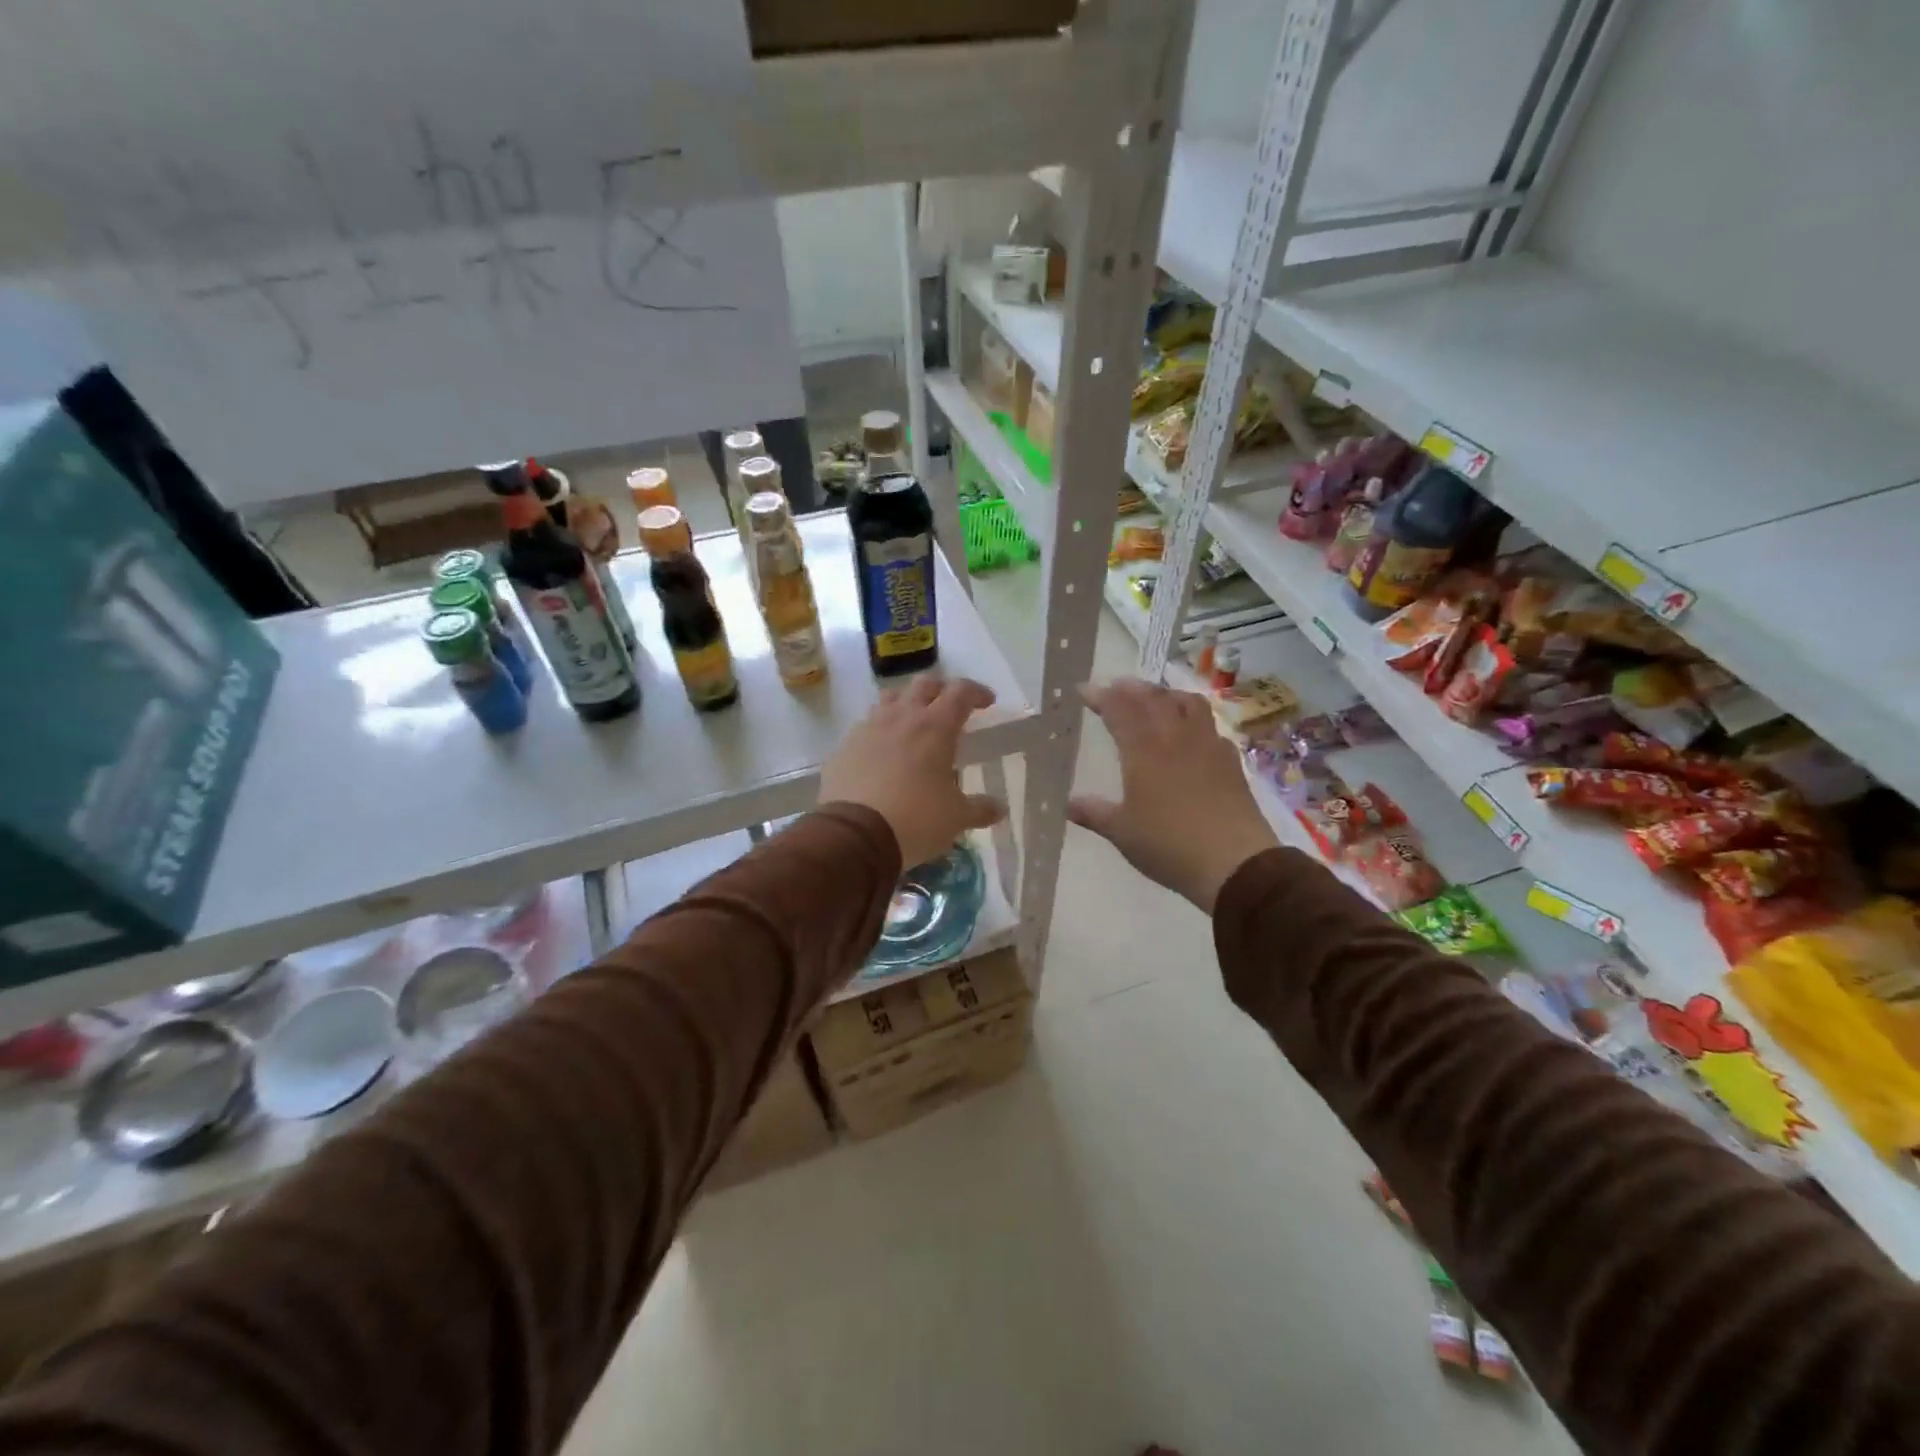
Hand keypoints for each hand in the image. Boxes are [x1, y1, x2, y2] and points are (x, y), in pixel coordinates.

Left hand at [819, 677, 1005, 867]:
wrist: (855, 834)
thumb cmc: (916, 818)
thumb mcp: (956, 818)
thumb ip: (980, 809)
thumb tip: (999, 808)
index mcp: (935, 727)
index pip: (960, 692)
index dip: (976, 692)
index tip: (987, 702)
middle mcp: (902, 717)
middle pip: (923, 684)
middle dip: (941, 689)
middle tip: (950, 707)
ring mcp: (869, 728)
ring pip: (890, 698)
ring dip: (906, 703)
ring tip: (914, 723)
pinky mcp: (845, 746)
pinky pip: (866, 725)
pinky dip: (880, 729)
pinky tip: (883, 750)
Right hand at [1069, 678, 1278, 912]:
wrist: (1235, 864)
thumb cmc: (1169, 845)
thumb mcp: (1122, 833)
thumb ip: (1094, 813)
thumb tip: (1068, 804)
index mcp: (1144, 750)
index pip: (1119, 709)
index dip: (1100, 696)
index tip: (1084, 690)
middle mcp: (1175, 737)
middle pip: (1153, 697)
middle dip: (1131, 688)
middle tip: (1116, 687)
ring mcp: (1207, 745)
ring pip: (1187, 703)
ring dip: (1166, 694)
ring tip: (1155, 699)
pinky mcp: (1230, 760)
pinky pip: (1210, 725)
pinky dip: (1194, 718)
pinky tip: (1191, 733)